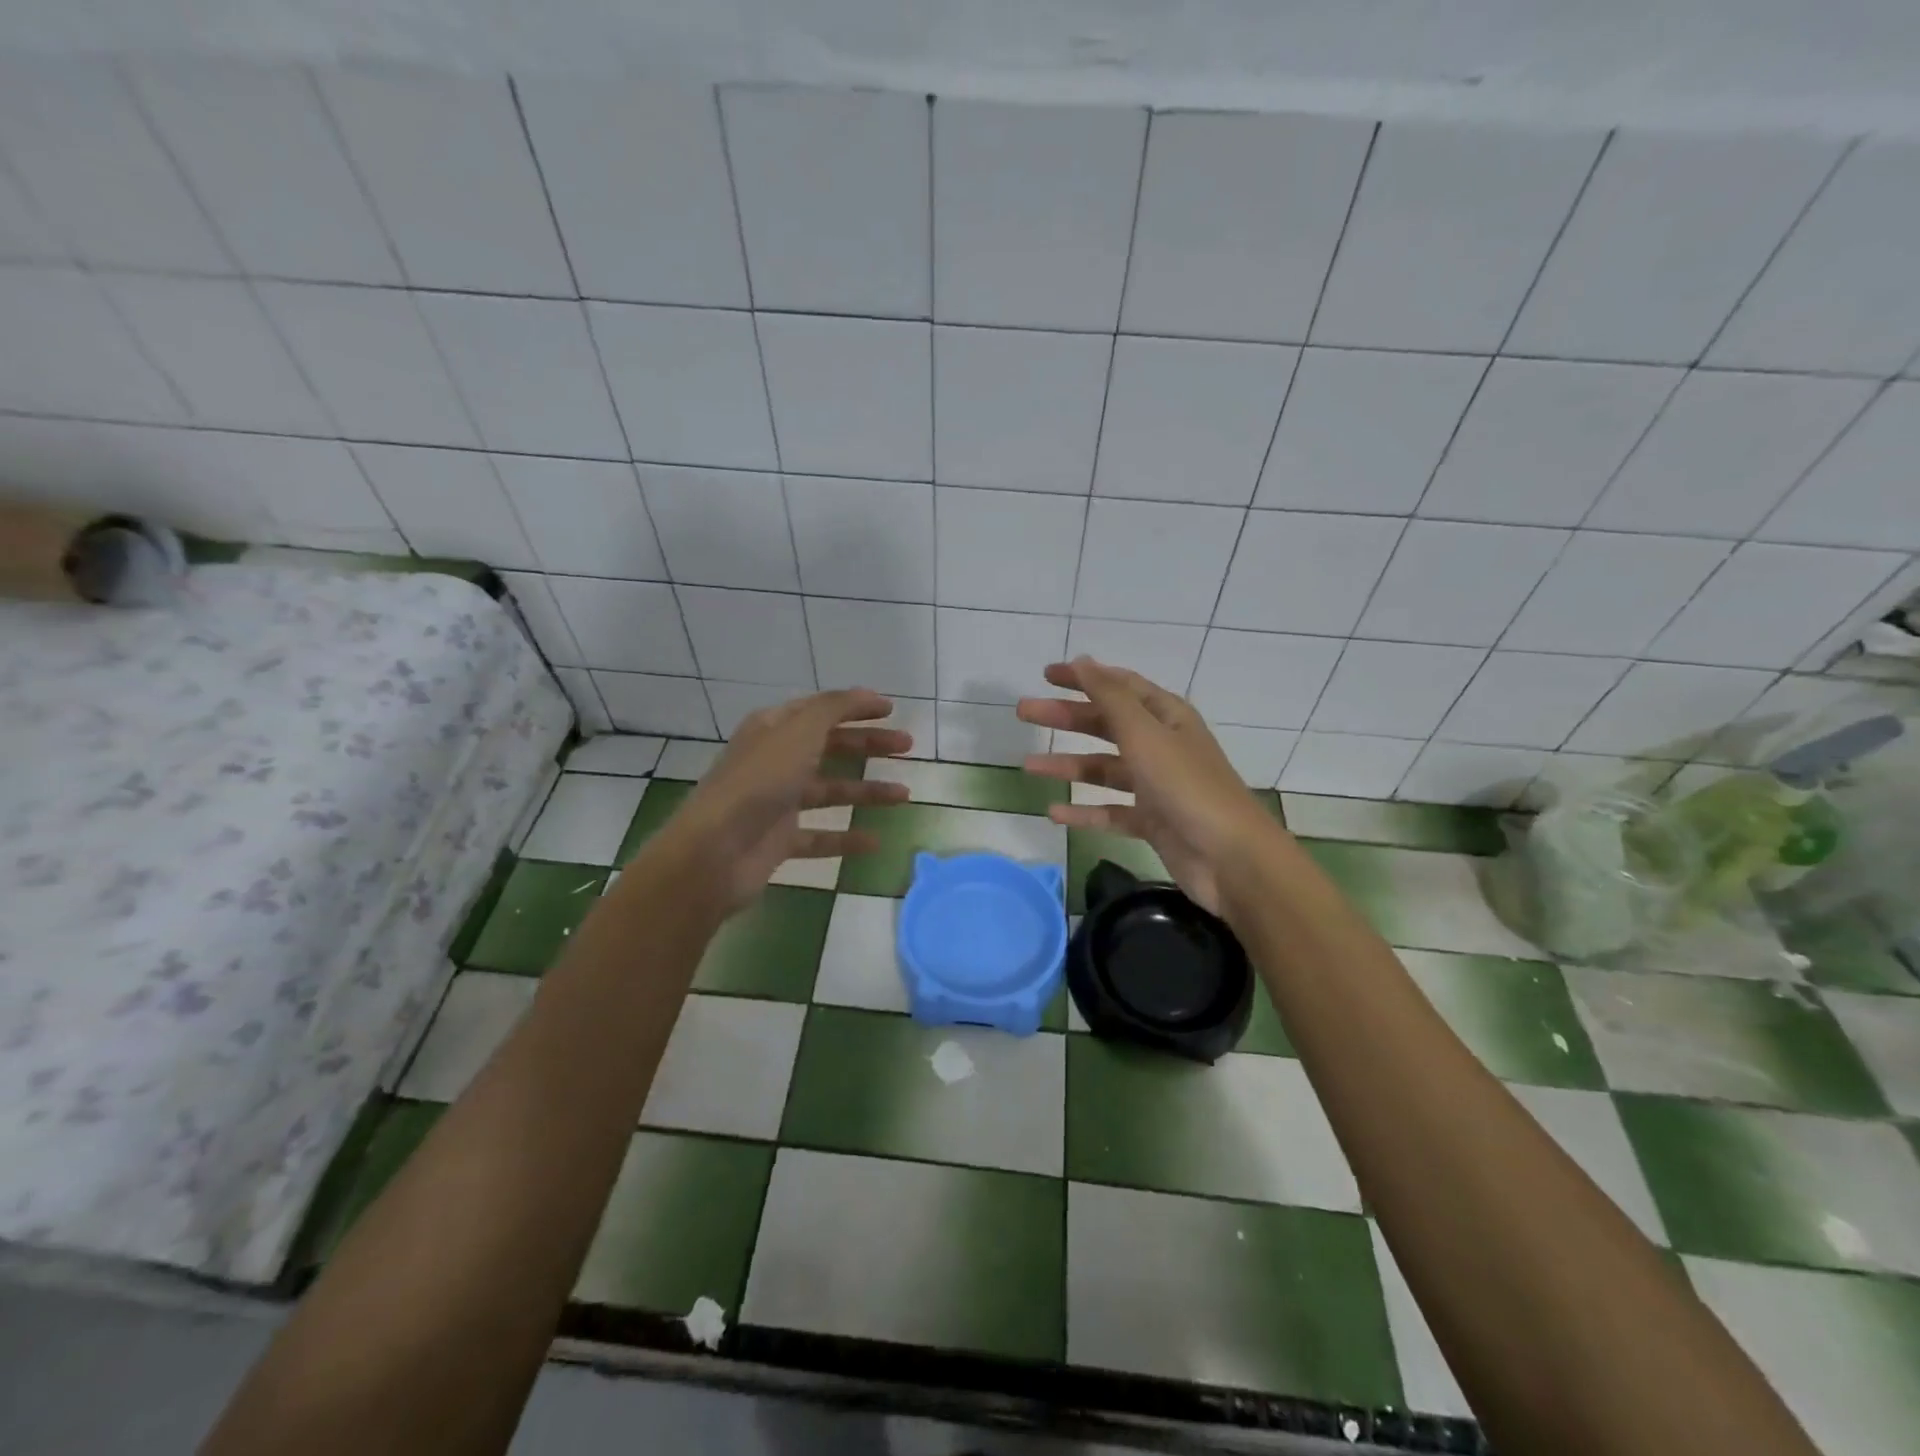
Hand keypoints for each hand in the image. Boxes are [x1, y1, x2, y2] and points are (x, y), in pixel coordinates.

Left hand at [647, 688, 911, 914]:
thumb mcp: (799, 732)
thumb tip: (864, 693)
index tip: (891, 710)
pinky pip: (820, 836)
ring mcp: (777, 802)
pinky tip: (875, 841)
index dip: (855, 706)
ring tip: (904, 795)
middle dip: (868, 745)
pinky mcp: (780, 840)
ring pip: (830, 791)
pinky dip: (847, 838)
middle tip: (907, 746)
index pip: (820, 710)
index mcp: (774, 729)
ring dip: (867, 791)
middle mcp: (775, 761)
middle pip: (829, 747)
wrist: (715, 852)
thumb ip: (833, 708)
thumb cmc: (759, 782)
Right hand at [1017, 658, 1280, 914]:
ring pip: (1103, 769)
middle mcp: (1161, 746)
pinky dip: (1084, 811)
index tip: (1046, 675)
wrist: (1230, 857)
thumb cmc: (1187, 786)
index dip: (1084, 677)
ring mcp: (1156, 786)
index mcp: (1166, 717)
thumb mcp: (1145, 734)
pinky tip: (1054, 813)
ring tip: (1028, 766)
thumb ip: (1111, 698)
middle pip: (1106, 724)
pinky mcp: (1152, 821)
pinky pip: (1110, 811)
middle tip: (1024, 712)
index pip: (1119, 686)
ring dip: (1068, 766)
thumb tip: (1082, 661)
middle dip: (1066, 718)